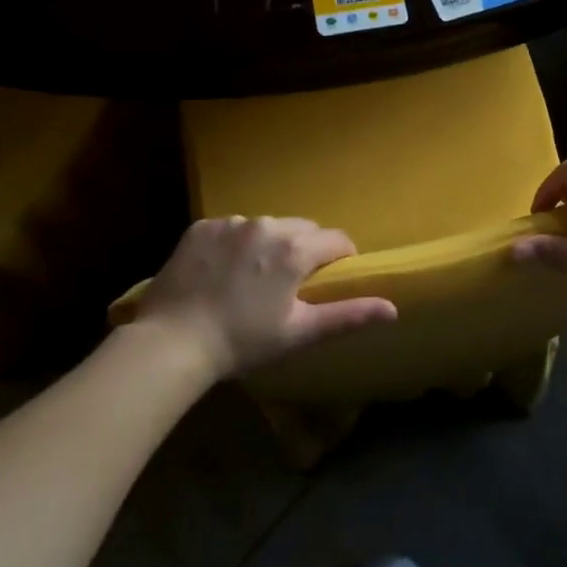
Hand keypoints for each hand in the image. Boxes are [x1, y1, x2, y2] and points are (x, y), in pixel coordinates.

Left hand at [122, 217, 396, 379]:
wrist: (172, 343)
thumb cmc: (243, 342)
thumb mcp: (299, 332)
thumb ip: (348, 315)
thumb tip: (394, 309)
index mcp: (295, 249)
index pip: (337, 239)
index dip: (340, 258)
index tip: (330, 279)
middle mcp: (267, 225)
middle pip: (302, 228)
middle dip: (305, 249)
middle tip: (290, 283)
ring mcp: (231, 223)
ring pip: (267, 225)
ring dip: (269, 244)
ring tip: (253, 278)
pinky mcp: (202, 227)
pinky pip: (231, 227)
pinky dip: (235, 243)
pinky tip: (222, 271)